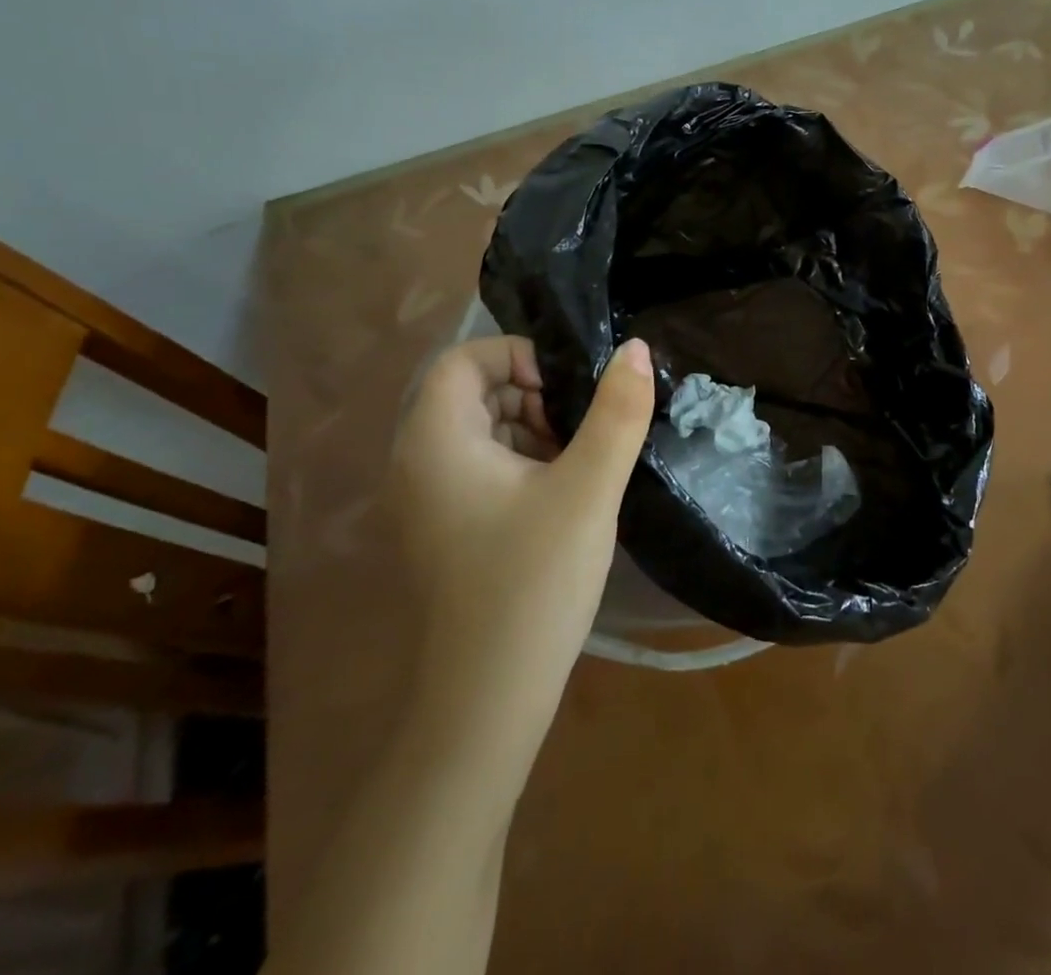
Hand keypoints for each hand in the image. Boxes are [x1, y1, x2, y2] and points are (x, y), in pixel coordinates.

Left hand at [387, 335, 654, 765]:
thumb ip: (617, 412)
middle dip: (531, 394)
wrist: (487, 701)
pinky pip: (477, 468)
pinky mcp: (441, 530)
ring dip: (530, 428)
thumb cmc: (534, 583)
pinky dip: (519, 463)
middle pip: (470, 392)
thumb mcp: (588, 488)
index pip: (465, 359)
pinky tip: (559, 496)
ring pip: (477, 431)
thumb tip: (635, 348)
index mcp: (436, 441)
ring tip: (577, 462)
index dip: (520, 356)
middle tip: (580, 428)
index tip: (568, 391)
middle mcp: (416, 462)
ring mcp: (424, 501)